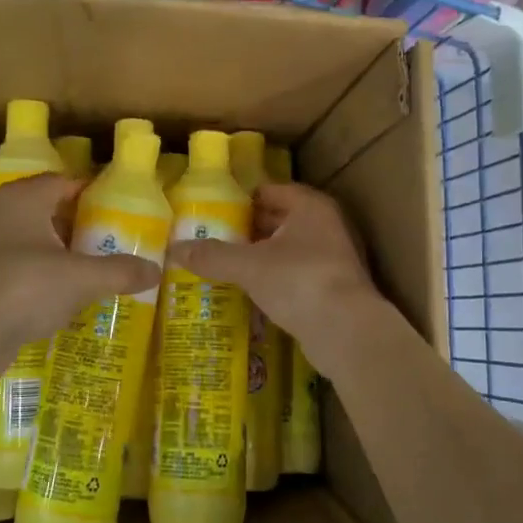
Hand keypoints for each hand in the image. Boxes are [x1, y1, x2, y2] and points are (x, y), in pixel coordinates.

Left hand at [0, 174, 160, 371]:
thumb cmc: (26, 286)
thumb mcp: (83, 278)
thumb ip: (120, 271)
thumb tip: (156, 271)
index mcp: (24, 198)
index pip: (63, 182)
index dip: (90, 192)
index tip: (116, 208)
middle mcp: (0, 214)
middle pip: (46, 210)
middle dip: (75, 223)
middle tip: (107, 239)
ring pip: (30, 241)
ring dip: (57, 252)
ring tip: (89, 267)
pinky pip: (18, 268)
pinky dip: (40, 276)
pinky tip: (61, 295)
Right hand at [170, 183, 383, 365]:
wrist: (347, 332)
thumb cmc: (299, 281)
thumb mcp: (249, 266)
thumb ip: (213, 255)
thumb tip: (175, 249)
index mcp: (310, 206)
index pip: (269, 190)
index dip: (241, 199)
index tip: (211, 210)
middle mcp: (325, 226)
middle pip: (278, 220)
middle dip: (247, 229)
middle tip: (210, 238)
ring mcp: (332, 258)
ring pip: (286, 250)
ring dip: (259, 256)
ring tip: (222, 264)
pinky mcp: (331, 288)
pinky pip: (293, 275)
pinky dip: (272, 279)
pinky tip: (248, 290)